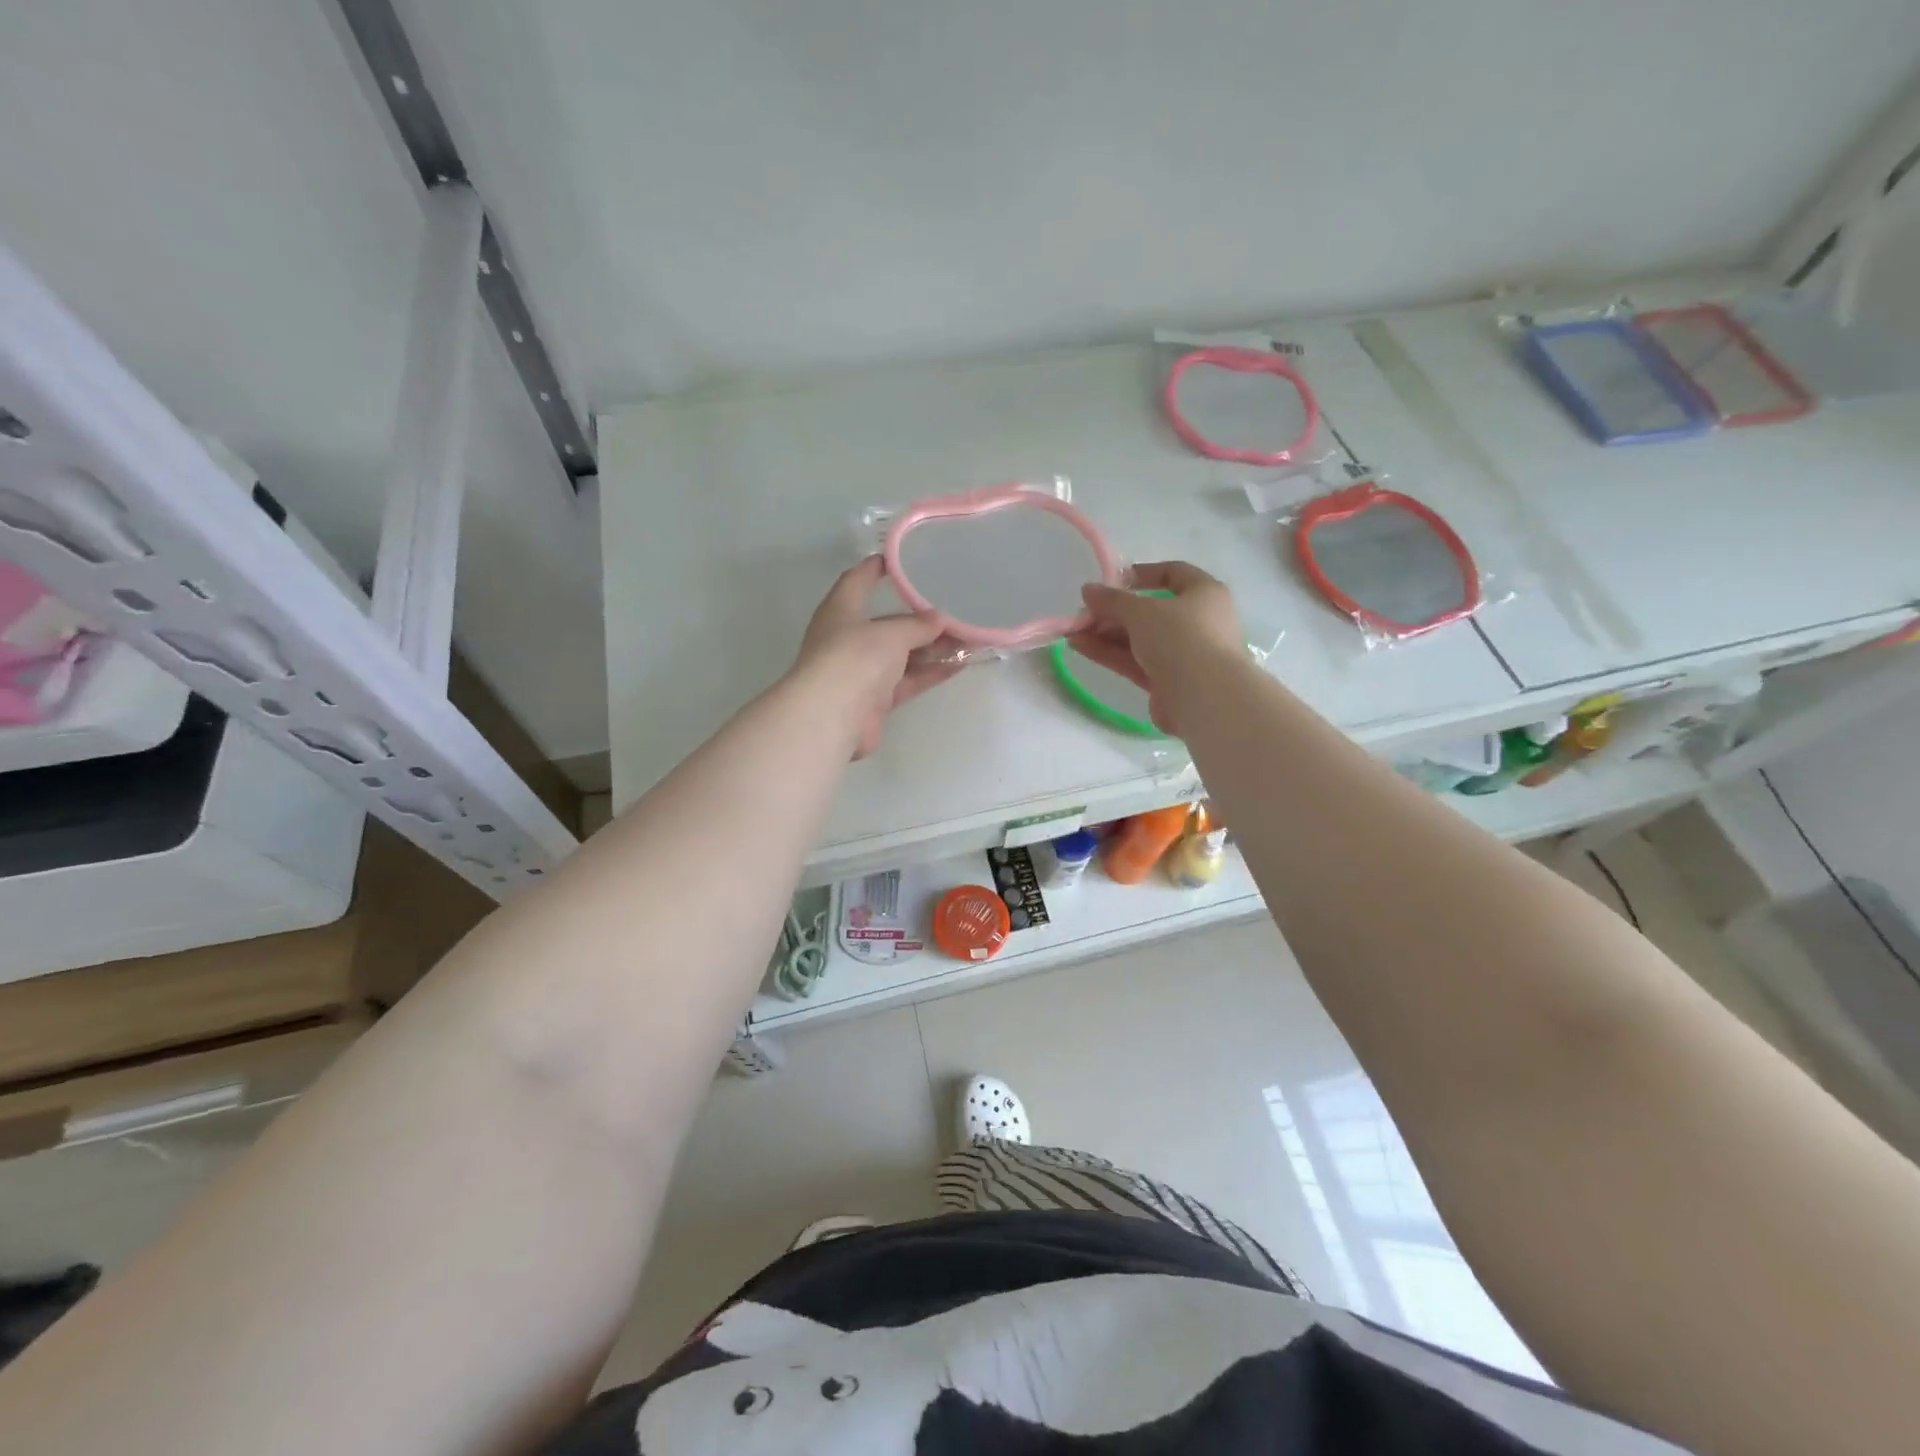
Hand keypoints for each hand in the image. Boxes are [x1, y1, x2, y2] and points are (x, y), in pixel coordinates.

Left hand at [792, 556, 964, 758]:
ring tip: (968, 639)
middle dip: (921, 620)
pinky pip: (908, 680)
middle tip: (956, 611)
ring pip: (903, 655)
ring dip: (933, 648)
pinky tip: (959, 665)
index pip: (858, 580)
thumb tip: (940, 619)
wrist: (833, 715)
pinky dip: (931, 673)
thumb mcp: (891, 633)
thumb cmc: (855, 657)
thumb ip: (918, 625)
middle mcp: (849, 638)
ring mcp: (862, 671)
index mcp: (841, 610)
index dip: (877, 568)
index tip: (902, 559)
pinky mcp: (876, 700)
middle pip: (889, 623)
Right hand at [1068, 561, 1244, 735]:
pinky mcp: (1168, 682)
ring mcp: (1184, 655)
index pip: (1174, 573)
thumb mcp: (1141, 611)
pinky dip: (1110, 653)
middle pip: (1151, 611)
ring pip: (1140, 639)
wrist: (1205, 698)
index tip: (1113, 580)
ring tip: (1073, 632)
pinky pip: (1136, 662)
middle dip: (1114, 612)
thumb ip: (1112, 600)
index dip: (1143, 573)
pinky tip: (1080, 647)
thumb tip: (1088, 590)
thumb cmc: (1180, 638)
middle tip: (1084, 614)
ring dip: (1106, 634)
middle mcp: (1198, 622)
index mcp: (1204, 594)